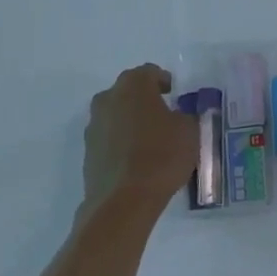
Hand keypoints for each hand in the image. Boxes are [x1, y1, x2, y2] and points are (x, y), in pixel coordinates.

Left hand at [81, 65, 197, 218]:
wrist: (123, 203)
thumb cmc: (161, 156)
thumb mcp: (189, 130)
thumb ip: (185, 115)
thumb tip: (178, 116)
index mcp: (133, 84)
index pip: (150, 73)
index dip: (164, 82)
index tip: (174, 95)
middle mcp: (108, 98)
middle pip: (129, 91)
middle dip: (144, 100)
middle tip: (163, 116)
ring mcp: (94, 126)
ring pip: (116, 115)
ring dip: (130, 121)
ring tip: (149, 141)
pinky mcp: (87, 153)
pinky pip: (108, 139)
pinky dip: (120, 143)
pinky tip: (135, 161)